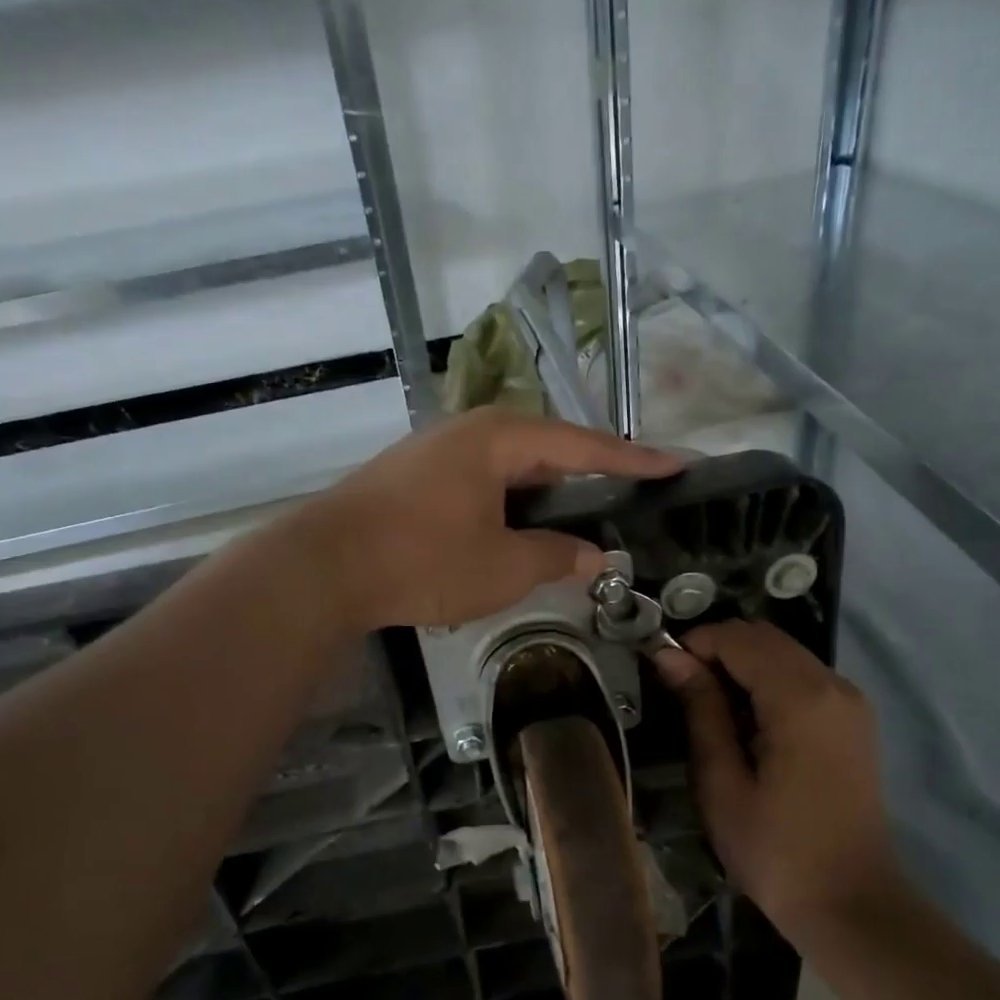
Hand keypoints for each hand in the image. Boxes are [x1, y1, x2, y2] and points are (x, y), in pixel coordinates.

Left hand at [299, 408, 680, 630]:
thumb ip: (555, 557)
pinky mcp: (414, 478)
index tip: (677, 463)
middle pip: (546, 448)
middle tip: (630, 494)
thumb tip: (594, 556)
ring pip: (510, 467)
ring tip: (580, 515)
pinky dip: (509, 503)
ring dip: (546, 493)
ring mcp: (436, 452)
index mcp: (499, 438)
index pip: (582, 445)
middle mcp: (469, 432)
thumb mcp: (502, 567)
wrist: (322, 567)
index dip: (633, 459)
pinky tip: (518, 528)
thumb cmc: (421, 560)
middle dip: (588, 473)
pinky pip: (481, 482)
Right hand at [654, 620, 898, 935]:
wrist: (852, 905)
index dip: (695, 644)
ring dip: (742, 664)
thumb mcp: (722, 783)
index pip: (739, 639)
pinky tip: (747, 720)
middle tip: (681, 689)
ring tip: (709, 706)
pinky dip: (767, 680)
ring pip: (784, 652)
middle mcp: (833, 684)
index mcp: (801, 699)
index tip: (663, 672)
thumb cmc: (776, 851)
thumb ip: (700, 710)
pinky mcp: (854, 718)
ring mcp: (850, 700)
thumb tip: (669, 656)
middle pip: (764, 637)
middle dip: (718, 650)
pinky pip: (802, 675)